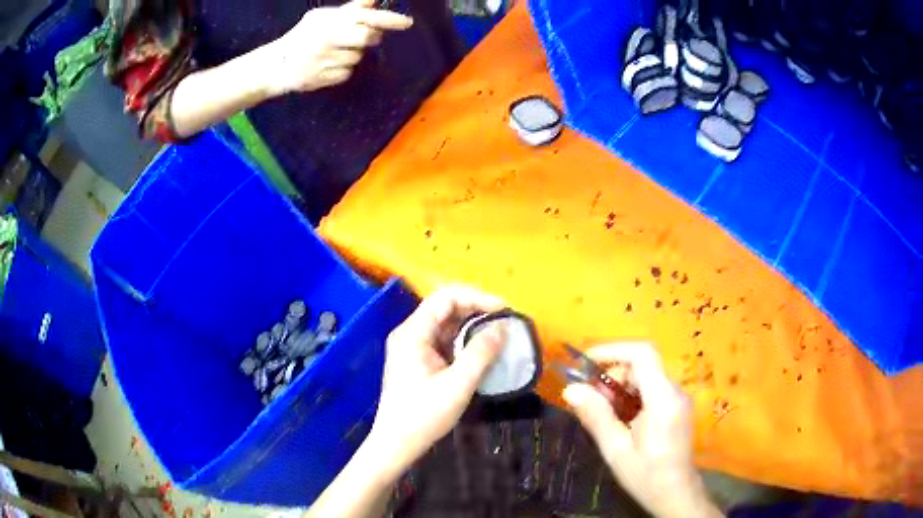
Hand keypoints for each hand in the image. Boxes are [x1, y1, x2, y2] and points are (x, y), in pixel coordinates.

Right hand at [264, 0, 412, 95]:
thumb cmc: (303, 36)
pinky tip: (327, 66)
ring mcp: (326, 59)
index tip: (407, 22)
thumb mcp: (323, 17)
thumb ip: (351, 9)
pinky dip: (342, 69)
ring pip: (357, 57)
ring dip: (352, 55)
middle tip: (363, 38)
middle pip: (367, 38)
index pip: (367, 17)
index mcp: (331, 21)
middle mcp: (329, 38)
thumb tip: (375, 0)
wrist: (276, 65)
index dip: (390, 19)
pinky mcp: (324, 77)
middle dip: (370, 38)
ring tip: (333, 53)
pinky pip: (346, 73)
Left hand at [365, 286, 506, 477]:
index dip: (477, 297)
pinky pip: (443, 341)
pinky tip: (481, 352)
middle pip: (445, 307)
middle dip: (477, 310)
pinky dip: (463, 342)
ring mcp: (412, 347)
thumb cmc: (424, 415)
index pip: (446, 297)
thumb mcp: (458, 384)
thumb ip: (481, 353)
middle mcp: (410, 333)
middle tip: (505, 322)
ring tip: (499, 335)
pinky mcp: (417, 361)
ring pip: (445, 325)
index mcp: (413, 333)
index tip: (504, 310)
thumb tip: (502, 328)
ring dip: (472, 326)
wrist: (397, 443)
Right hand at [563, 343, 722, 517]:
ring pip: (646, 376)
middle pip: (642, 364)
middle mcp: (675, 391)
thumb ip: (596, 416)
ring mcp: (678, 398)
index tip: (587, 362)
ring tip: (603, 413)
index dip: (613, 350)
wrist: (676, 493)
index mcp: (662, 398)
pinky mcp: (677, 406)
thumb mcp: (616, 449)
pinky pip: (652, 389)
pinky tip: (621, 419)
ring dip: (621, 387)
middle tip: (591, 399)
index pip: (643, 354)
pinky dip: (632, 395)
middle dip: (613, 375)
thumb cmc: (646, 475)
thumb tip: (571, 389)